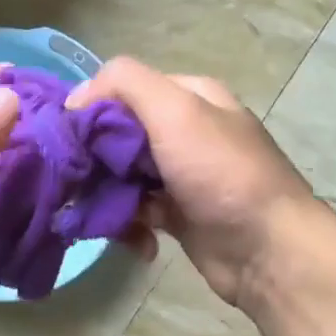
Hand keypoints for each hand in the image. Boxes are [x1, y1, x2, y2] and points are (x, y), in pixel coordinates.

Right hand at [66, 58, 318, 311]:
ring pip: (122, 174)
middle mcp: (185, 130)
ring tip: (94, 214)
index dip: (91, 109)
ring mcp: (182, 174)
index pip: (123, 89)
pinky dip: (126, 222)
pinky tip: (130, 237)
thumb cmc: (221, 174)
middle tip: (75, 181)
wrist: (268, 251)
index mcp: (189, 96)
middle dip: (94, 157)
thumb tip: (75, 98)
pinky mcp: (177, 213)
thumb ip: (125, 84)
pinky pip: (136, 209)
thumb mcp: (175, 111)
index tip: (67, 138)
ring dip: (105, 194)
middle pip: (118, 133)